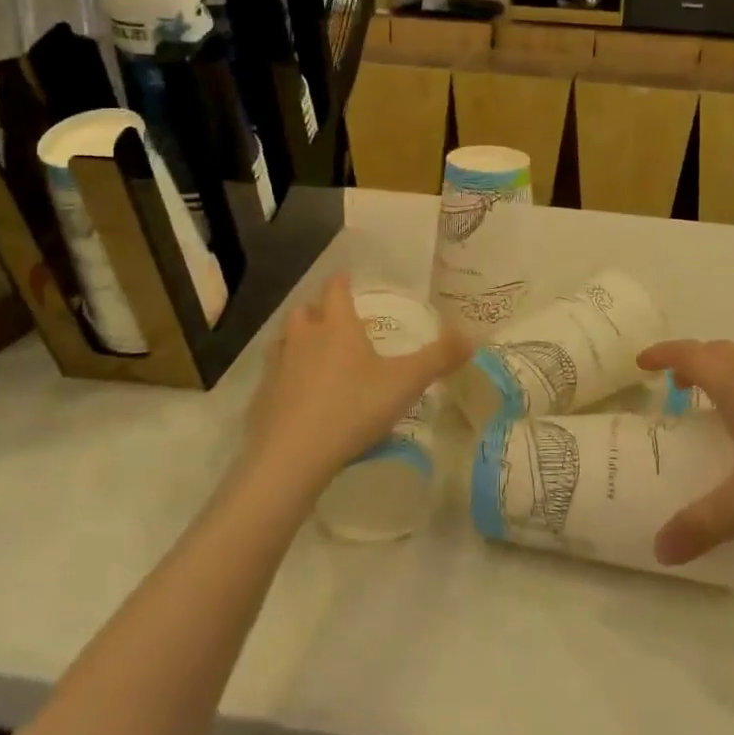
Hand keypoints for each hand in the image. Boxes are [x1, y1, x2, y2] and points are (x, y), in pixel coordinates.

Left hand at [243, 272, 471, 491]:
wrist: (292, 456)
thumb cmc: (353, 407)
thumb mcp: (406, 382)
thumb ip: (439, 358)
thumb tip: (470, 336)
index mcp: (337, 326)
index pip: (335, 290)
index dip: (342, 282)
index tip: (347, 278)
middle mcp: (304, 338)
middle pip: (304, 311)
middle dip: (317, 309)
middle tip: (334, 317)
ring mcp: (278, 367)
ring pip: (285, 340)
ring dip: (298, 339)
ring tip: (315, 351)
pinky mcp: (262, 398)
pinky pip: (274, 375)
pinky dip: (286, 375)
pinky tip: (299, 394)